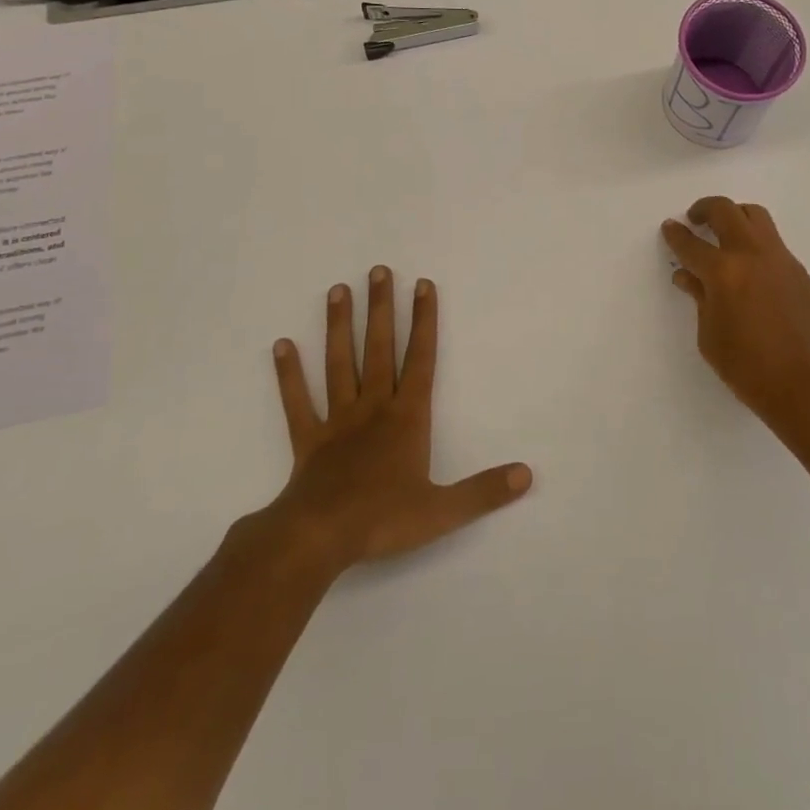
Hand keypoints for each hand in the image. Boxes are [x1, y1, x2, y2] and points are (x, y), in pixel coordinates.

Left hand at [267, 267, 531, 569]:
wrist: (318, 538)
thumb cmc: (382, 520)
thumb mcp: (442, 511)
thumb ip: (484, 491)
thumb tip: (527, 475)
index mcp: (407, 418)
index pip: (421, 360)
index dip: (424, 321)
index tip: (423, 285)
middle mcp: (373, 408)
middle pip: (379, 349)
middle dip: (381, 309)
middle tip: (378, 270)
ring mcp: (337, 421)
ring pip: (339, 364)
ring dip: (339, 327)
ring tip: (338, 290)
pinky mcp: (308, 439)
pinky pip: (298, 402)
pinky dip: (289, 374)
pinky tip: (282, 345)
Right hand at [663, 197, 809, 430]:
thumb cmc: (750, 370)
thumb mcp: (711, 338)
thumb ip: (700, 299)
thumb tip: (689, 277)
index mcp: (724, 272)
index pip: (691, 244)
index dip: (676, 234)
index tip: (669, 228)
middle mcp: (753, 255)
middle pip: (726, 211)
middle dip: (705, 209)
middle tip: (694, 219)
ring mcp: (782, 260)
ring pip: (756, 217)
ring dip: (735, 217)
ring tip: (724, 234)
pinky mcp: (802, 272)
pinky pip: (774, 244)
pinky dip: (756, 245)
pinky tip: (751, 271)